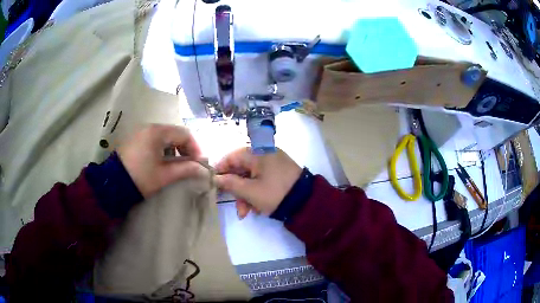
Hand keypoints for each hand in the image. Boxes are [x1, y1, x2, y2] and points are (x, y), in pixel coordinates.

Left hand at [117, 124, 206, 196]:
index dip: (196, 148)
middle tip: (191, 165)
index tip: (200, 164)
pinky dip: (163, 149)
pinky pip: (155, 140)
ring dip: (175, 149)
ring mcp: (141, 132)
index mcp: (157, 132)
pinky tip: (163, 162)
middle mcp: (149, 127)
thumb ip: (186, 169)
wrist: (112, 184)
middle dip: (185, 149)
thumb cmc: (140, 178)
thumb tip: (203, 169)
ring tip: (177, 165)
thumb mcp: (165, 175)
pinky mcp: (136, 140)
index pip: (184, 134)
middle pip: (175, 133)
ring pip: (165, 137)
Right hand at [215, 147, 301, 218]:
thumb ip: (230, 184)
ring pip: (251, 178)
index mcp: (258, 153)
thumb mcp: (250, 191)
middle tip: (234, 205)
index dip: (221, 169)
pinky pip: (261, 181)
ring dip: (245, 195)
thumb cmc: (275, 194)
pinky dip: (256, 193)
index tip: (214, 183)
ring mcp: (273, 164)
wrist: (307, 202)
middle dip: (236, 190)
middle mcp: (265, 154)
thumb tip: (216, 178)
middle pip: (241, 170)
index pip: (232, 156)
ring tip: (246, 213)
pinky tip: (257, 208)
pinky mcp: (279, 174)